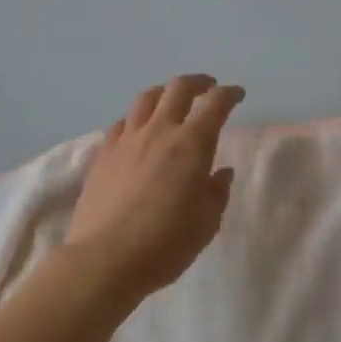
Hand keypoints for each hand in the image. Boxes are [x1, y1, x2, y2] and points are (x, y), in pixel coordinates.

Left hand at [66, 74, 243, 299]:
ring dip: (164, 92)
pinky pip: (121, 123)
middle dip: (197, 82)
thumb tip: (220, 172)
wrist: (105, 259)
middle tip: (207, 88)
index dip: (229, 94)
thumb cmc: (165, 244)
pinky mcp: (103, 154)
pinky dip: (135, 118)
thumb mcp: (206, 223)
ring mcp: (126, 140)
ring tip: (171, 100)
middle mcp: (159, 131)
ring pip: (146, 99)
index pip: (215, 104)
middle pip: (178, 88)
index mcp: (192, 145)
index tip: (237, 94)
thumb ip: (216, 192)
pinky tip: (137, 130)